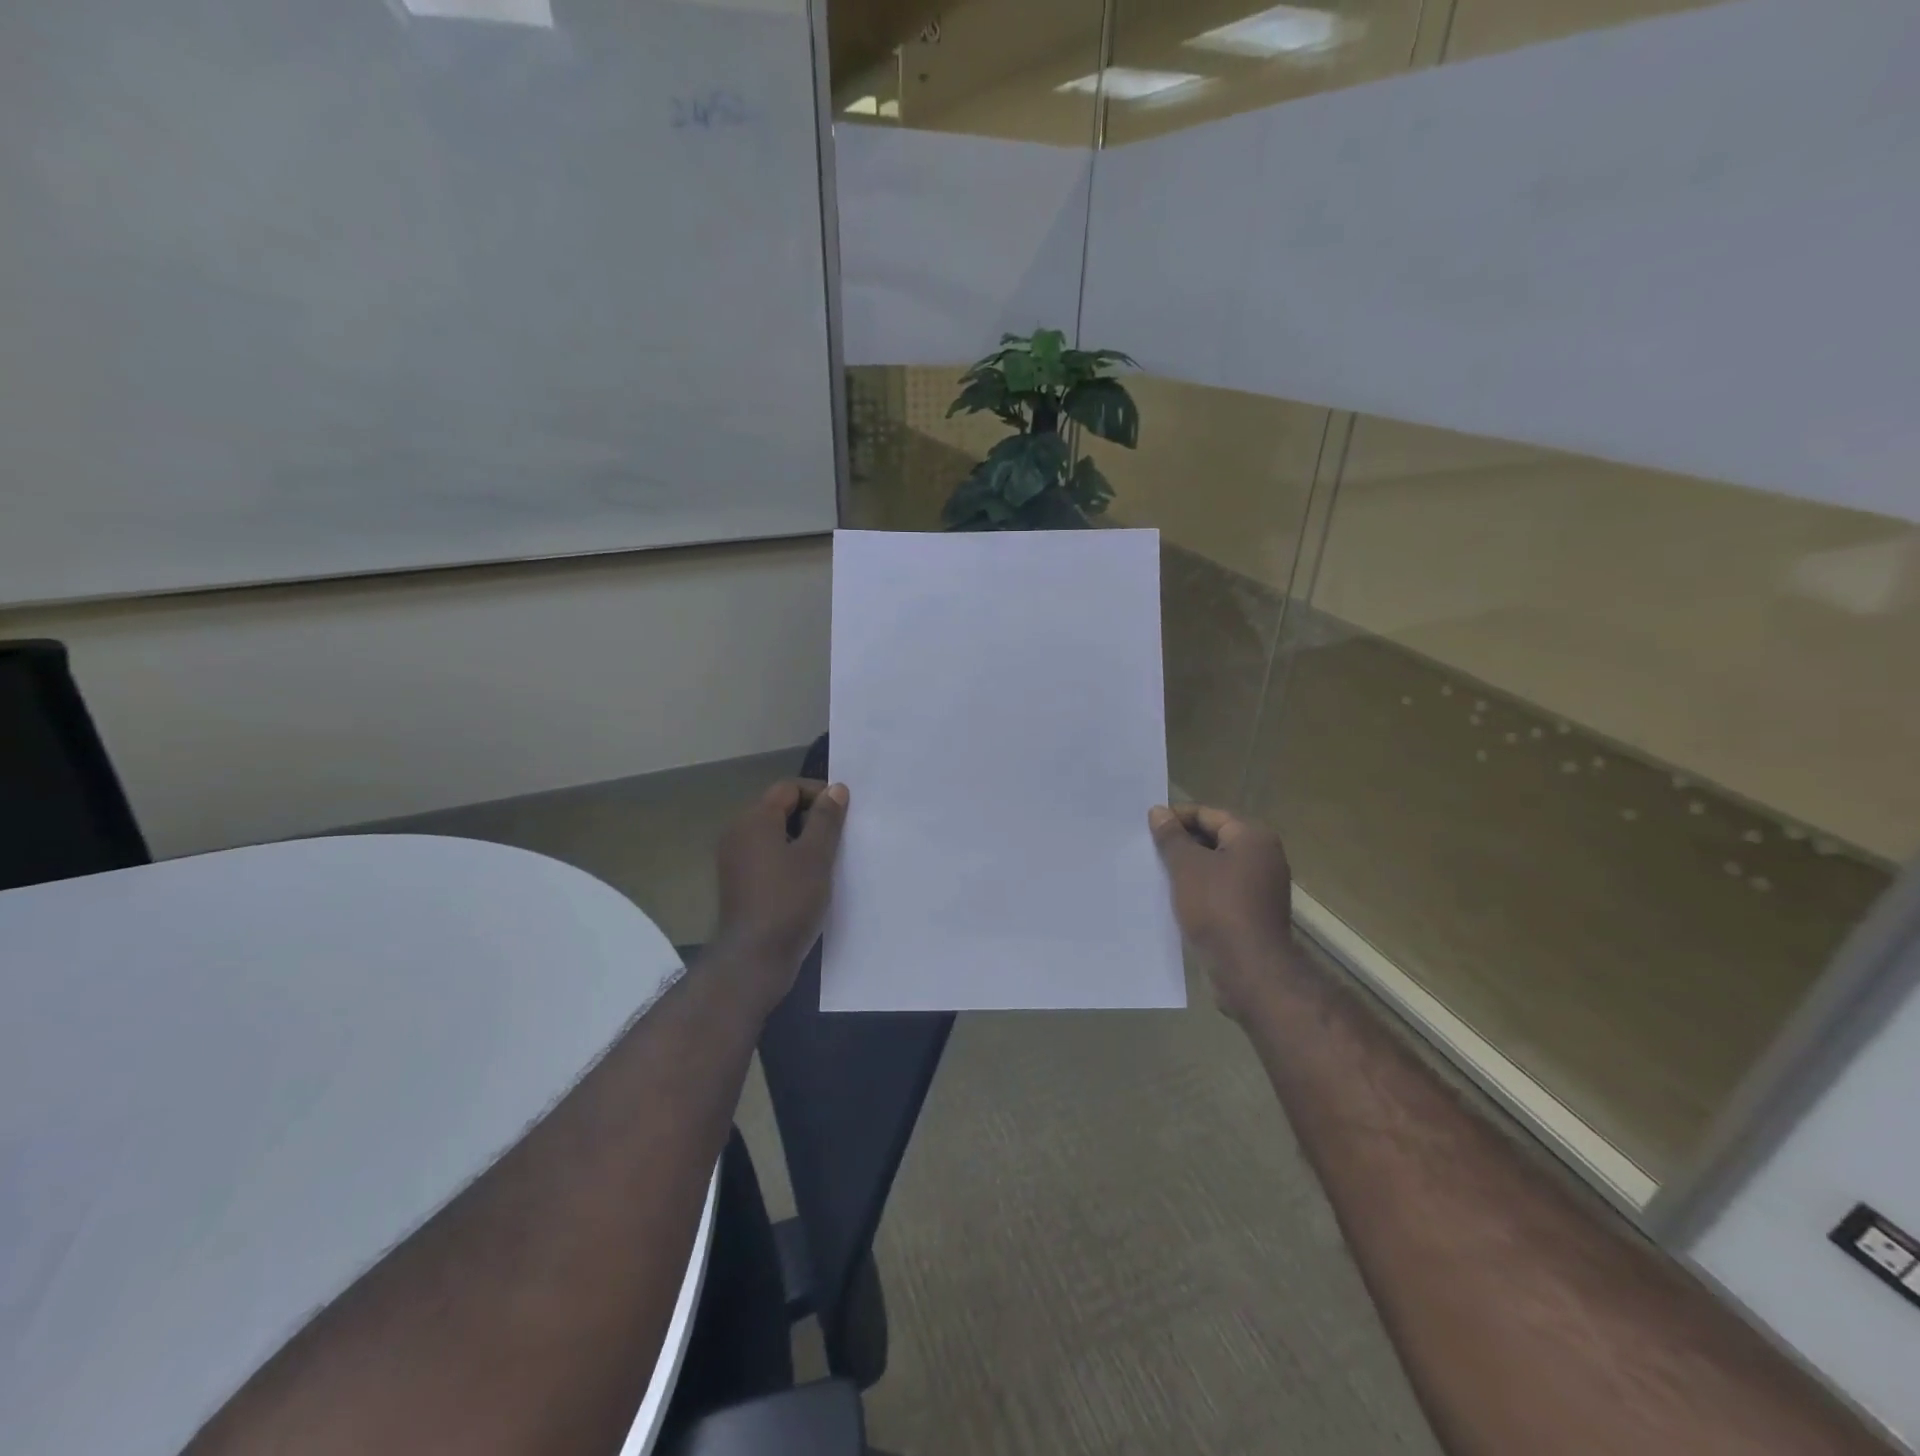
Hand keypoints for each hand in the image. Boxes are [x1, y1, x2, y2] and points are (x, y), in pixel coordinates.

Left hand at [713, 779, 848, 1009]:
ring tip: (829, 858)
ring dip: (801, 838)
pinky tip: (809, 877)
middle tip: (840, 836)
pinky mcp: (739, 881)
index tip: (844, 813)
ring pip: (774, 833)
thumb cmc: (788, 900)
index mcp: (754, 819)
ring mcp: (735, 859)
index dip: (818, 794)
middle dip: (811, 816)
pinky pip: (767, 855)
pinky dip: (788, 857)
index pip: (788, 788)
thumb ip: (827, 819)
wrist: (755, 958)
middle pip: (779, 808)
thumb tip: (836, 789)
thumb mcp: (816, 856)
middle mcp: (738, 832)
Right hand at [1150, 803, 1296, 1018]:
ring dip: (1188, 868)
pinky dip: (1199, 889)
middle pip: (1214, 838)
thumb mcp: (1186, 866)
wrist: (1249, 969)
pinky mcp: (1254, 911)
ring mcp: (1262, 885)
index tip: (1146, 829)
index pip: (1207, 814)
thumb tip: (1159, 811)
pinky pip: (1222, 889)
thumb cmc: (1217, 908)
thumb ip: (1171, 836)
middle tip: (1148, 851)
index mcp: (1253, 837)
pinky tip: (1175, 898)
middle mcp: (1264, 856)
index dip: (1175, 818)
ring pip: (1216, 866)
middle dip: (1181, 844)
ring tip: (1157, 874)